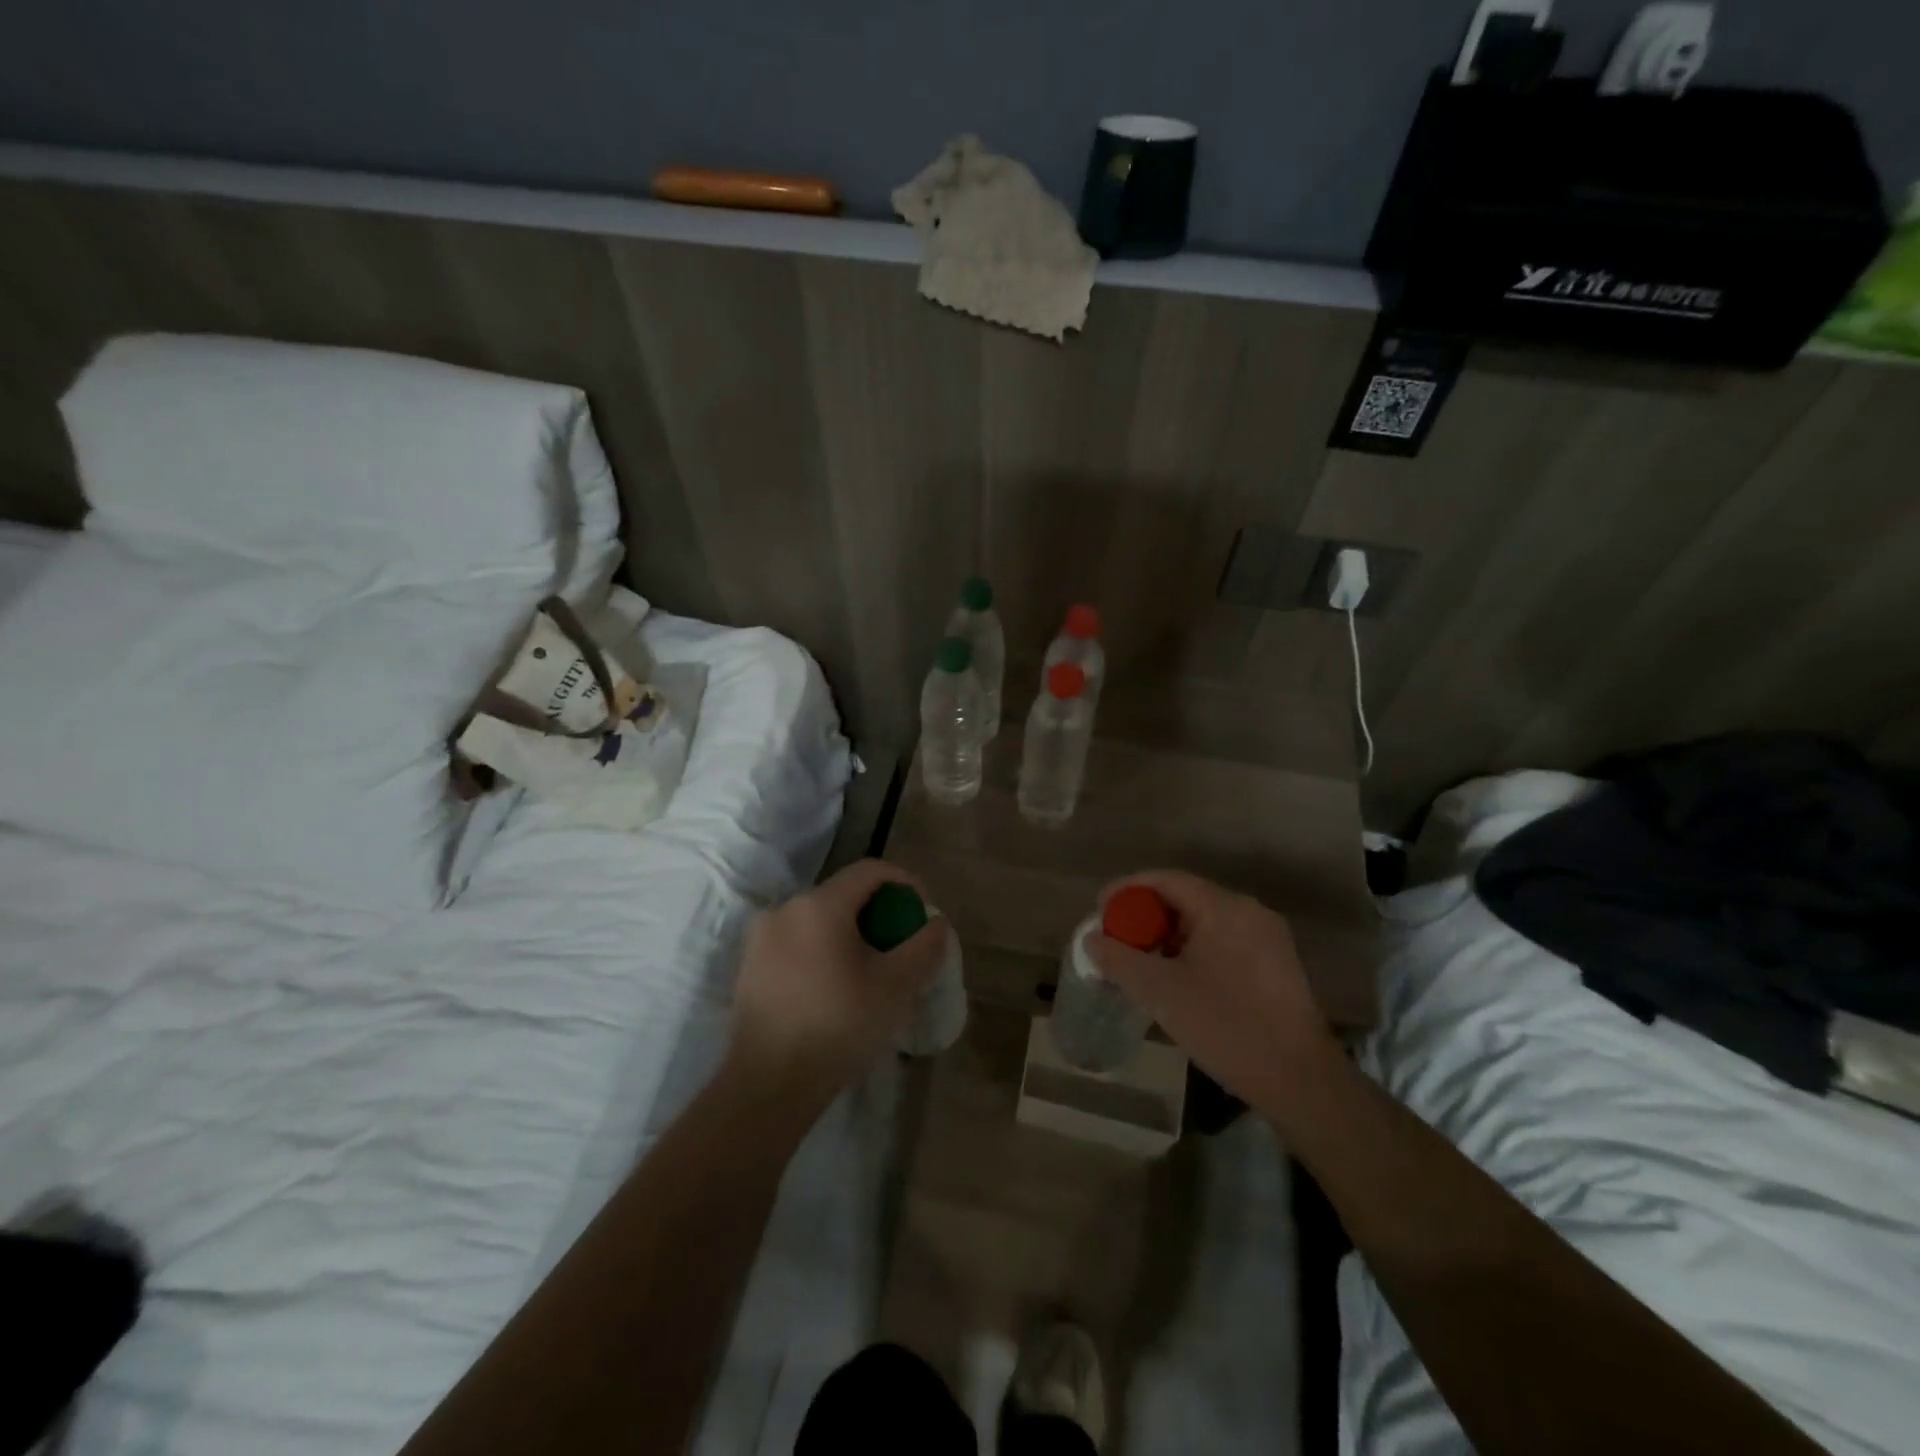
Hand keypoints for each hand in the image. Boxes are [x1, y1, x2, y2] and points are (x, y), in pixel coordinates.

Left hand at [727, 859, 950, 1114]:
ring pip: (819, 920)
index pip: (870, 870)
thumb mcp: (896, 986)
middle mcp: (785, 909)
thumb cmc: (838, 1027)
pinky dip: (822, 951)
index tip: (922, 911)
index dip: (904, 882)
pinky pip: (797, 942)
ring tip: (869, 971)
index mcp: (819, 905)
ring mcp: (761, 937)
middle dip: (878, 913)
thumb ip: (924, 946)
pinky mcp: (749, 965)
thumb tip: (936, 922)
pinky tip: (834, 989)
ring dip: (850, 934)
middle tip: (899, 946)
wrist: (769, 1085)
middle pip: (843, 894)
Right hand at [1088, 870, 1345, 1125]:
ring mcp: (1268, 937)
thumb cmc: (1226, 1026)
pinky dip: (1195, 951)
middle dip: (1147, 917)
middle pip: (1186, 898)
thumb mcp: (1161, 992)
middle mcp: (1249, 911)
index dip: (1128, 890)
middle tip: (1119, 941)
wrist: (1300, 1080)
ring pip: (1205, 922)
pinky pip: (1224, 941)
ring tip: (1144, 964)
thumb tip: (1092, 939)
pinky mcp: (1277, 964)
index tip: (1101, 911)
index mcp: (1223, 907)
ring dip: (1170, 937)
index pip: (1165, 880)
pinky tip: (1180, 980)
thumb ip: (1119, 960)